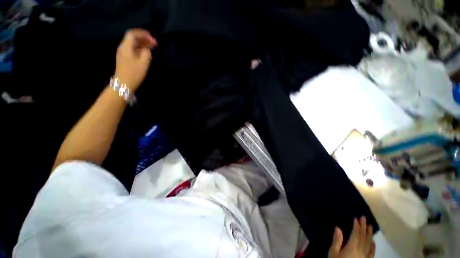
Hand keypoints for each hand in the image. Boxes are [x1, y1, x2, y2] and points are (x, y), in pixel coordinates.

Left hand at [115, 29, 157, 90]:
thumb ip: (147, 53)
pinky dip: (139, 48)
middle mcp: (123, 47)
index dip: (142, 33)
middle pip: (132, 38)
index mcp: (126, 47)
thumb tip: (147, 49)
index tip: (151, 36)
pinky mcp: (124, 58)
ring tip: (151, 47)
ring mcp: (123, 53)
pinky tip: (145, 52)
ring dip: (142, 43)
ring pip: (132, 43)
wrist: (124, 83)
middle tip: (154, 43)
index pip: (132, 34)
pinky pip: (132, 49)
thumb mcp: (144, 63)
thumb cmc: (134, 73)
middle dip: (143, 38)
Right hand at [328, 217, 375, 257]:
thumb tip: (338, 227)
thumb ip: (337, 241)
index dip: (356, 225)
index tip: (356, 218)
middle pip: (363, 237)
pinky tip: (373, 242)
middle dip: (364, 227)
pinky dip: (373, 246)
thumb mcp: (333, 252)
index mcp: (352, 247)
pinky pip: (372, 252)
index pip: (356, 234)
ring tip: (370, 226)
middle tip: (364, 218)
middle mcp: (361, 251)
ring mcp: (365, 257)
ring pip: (369, 243)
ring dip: (370, 234)